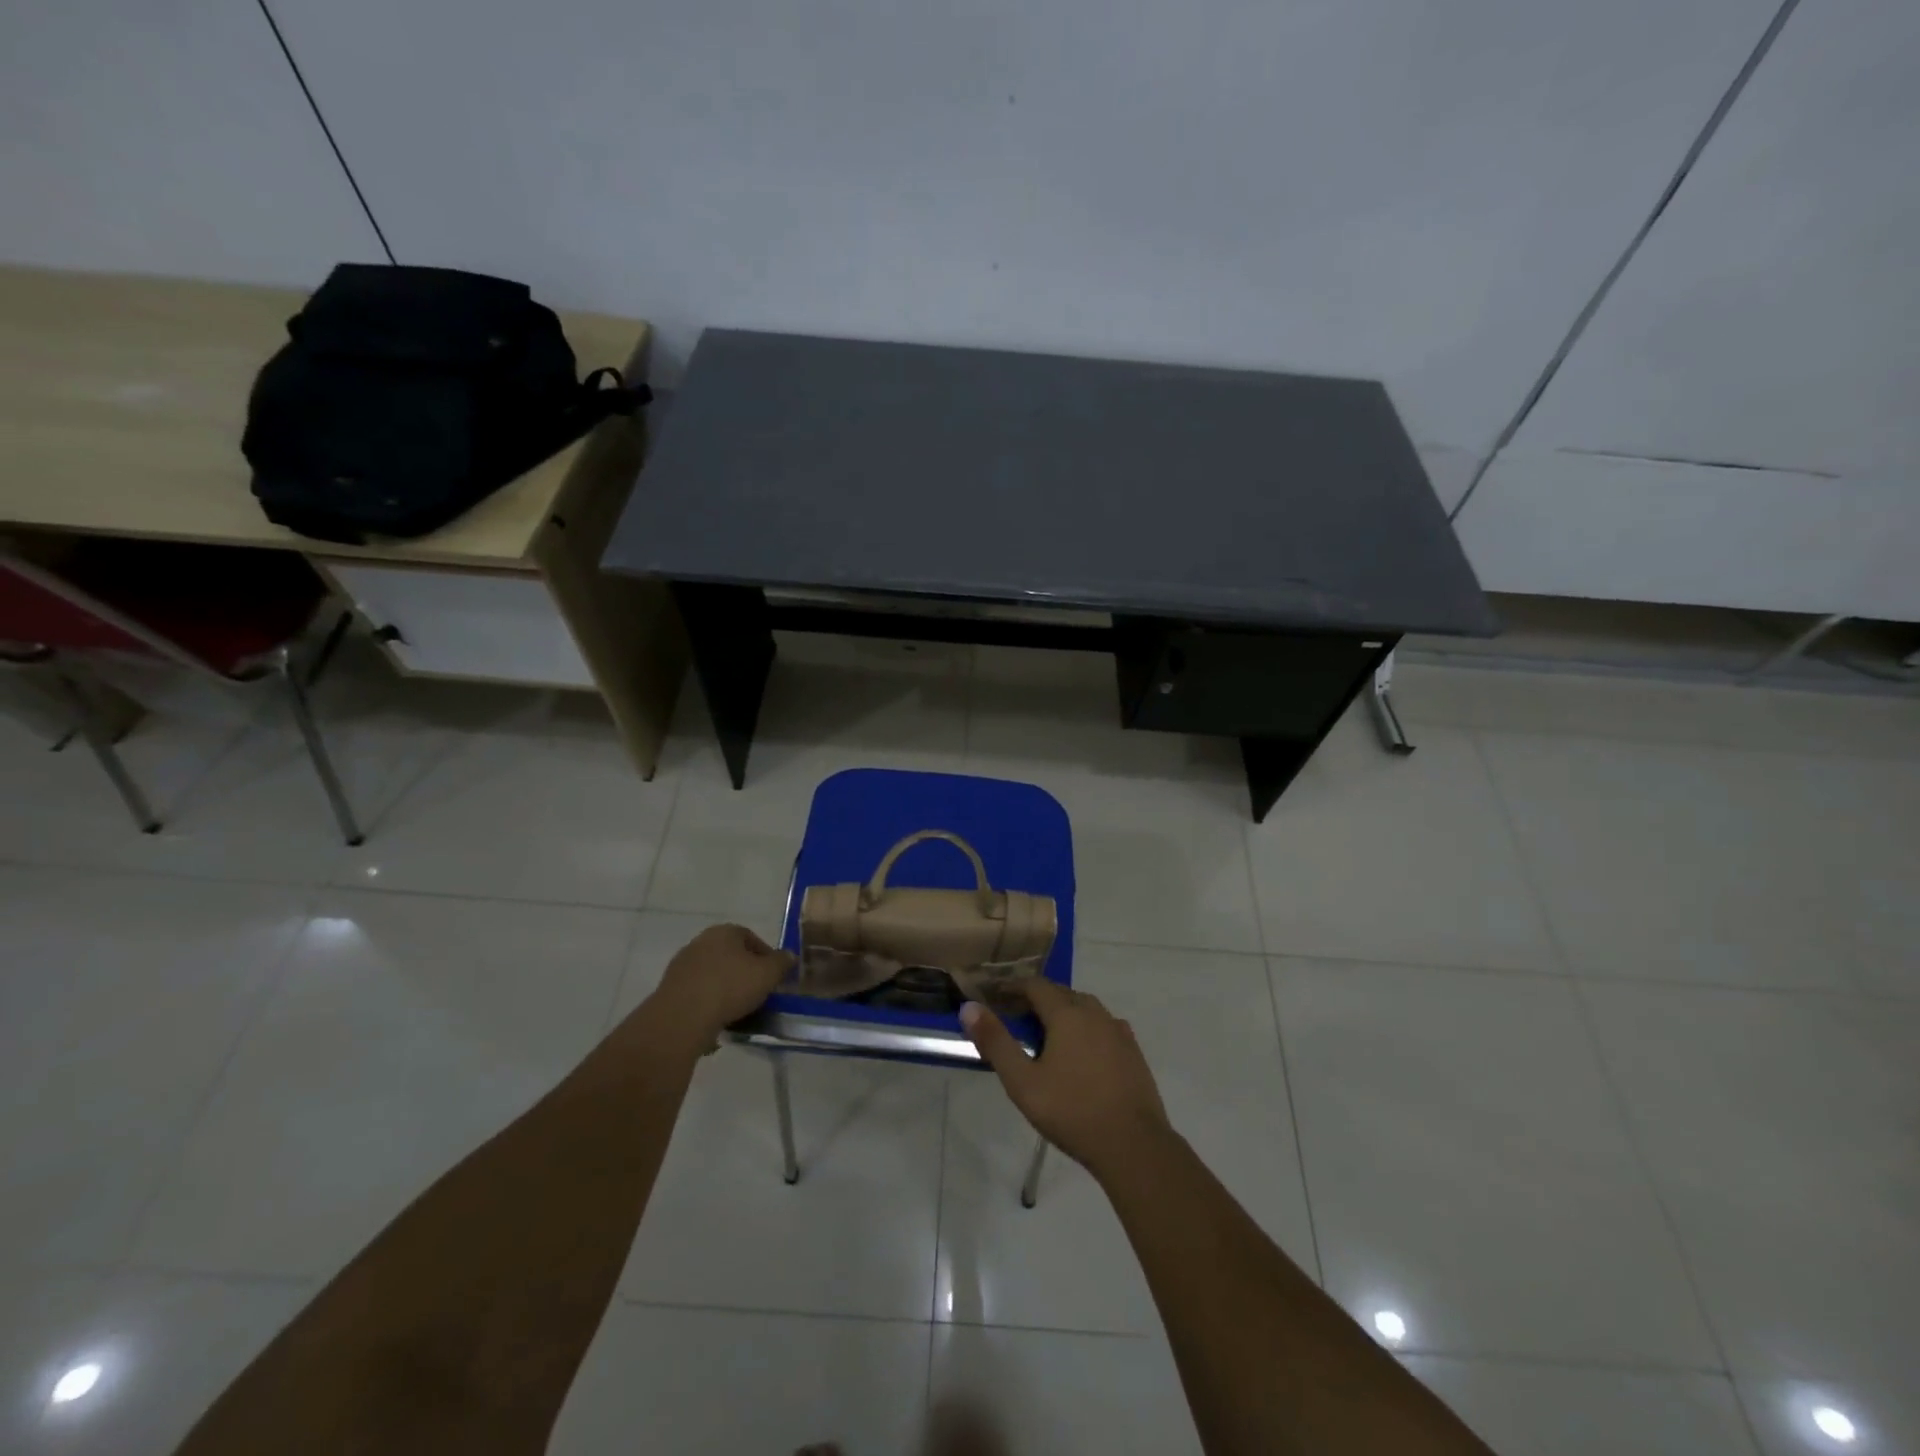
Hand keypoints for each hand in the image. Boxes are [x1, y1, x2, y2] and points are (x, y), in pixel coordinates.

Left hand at [652, 925, 793, 1040]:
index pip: (751, 938)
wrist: (681, 1017)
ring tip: (737, 1010)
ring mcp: (682, 965)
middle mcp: (701, 941)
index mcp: (725, 932)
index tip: (773, 977)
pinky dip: (708, 1002)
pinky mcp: (669, 988)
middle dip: (744, 972)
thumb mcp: (768, 974)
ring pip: (713, 974)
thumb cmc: (730, 987)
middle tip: (757, 992)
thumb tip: (790, 955)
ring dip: (725, 988)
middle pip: (730, 955)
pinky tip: (716, 1019)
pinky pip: (697, 992)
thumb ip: (782, 963)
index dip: (766, 957)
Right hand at [960, 979, 1171, 1177]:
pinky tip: (1081, 1051)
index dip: (1012, 987)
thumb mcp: (1023, 1081)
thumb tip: (969, 1007)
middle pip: (1061, 993)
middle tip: (1015, 1017)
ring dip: (1063, 1012)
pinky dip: (1086, 1028)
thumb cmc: (1072, 1111)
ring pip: (1085, 1008)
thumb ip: (995, 1042)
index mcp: (1067, 1014)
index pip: (1035, 985)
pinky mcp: (1133, 1051)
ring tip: (1046, 1034)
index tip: (994, 996)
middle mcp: (1094, 1013)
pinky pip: (1104, 1026)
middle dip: (1036, 999)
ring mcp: (1118, 1031)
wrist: (1133, 1145)